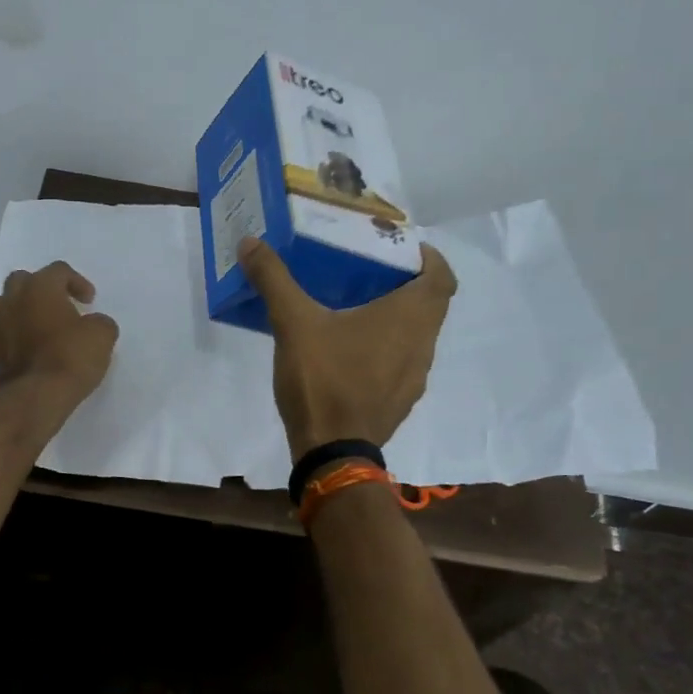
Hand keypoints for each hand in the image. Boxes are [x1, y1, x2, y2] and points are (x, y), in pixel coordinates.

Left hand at [0, 261, 118, 408]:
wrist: (36, 397)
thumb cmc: (71, 357)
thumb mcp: (102, 335)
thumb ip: (99, 322)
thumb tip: (92, 325)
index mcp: (40, 287)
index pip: (59, 271)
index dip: (77, 282)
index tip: (89, 301)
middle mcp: (13, 299)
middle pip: (23, 280)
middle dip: (41, 289)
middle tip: (60, 306)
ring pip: (4, 304)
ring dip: (21, 309)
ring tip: (39, 325)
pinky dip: (12, 334)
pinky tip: (25, 346)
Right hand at [237, 237, 456, 461]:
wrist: (332, 451)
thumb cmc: (323, 379)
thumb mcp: (293, 323)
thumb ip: (274, 280)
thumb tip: (250, 242)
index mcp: (410, 317)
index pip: (442, 276)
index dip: (427, 257)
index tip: (397, 248)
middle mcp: (423, 344)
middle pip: (430, 304)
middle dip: (404, 284)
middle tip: (365, 271)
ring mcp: (414, 377)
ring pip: (415, 335)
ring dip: (394, 318)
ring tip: (353, 308)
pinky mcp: (399, 400)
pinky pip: (400, 361)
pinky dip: (384, 347)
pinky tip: (348, 351)